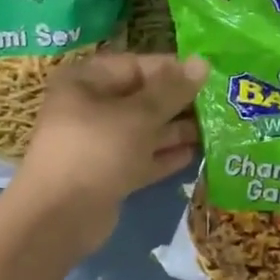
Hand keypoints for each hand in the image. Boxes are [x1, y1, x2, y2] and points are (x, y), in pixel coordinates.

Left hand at [8, 52, 207, 254]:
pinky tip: (195, 154)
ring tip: (216, 128)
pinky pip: (140, 158)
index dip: (172, 69)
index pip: (135, 66)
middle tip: (219, 104)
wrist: (60, 217)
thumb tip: (202, 62)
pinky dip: (164, 156)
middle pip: (140, 99)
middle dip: (177, 102)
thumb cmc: (97, 150)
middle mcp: (89, 108)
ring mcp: (98, 144)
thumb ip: (172, 90)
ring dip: (175, 130)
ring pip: (142, 131)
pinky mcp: (107, 175)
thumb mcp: (138, 115)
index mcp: (86, 82)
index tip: (209, 76)